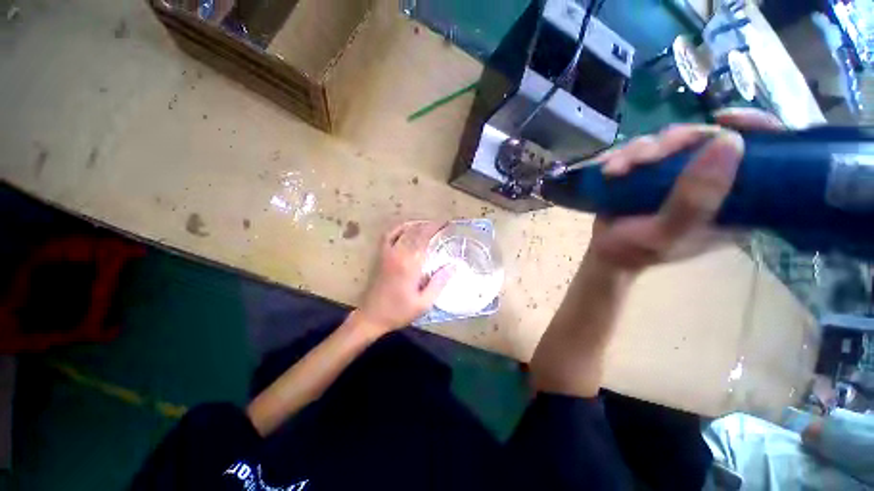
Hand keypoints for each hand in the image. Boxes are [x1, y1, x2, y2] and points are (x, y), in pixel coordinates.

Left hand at [357, 221, 454, 331]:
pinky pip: (389, 235)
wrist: (371, 316)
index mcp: (409, 265)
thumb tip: (453, 266)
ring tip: (429, 224)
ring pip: (403, 231)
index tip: (447, 224)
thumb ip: (438, 283)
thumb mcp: (423, 303)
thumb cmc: (399, 311)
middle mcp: (398, 254)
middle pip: (415, 232)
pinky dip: (399, 228)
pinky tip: (407, 227)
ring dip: (417, 224)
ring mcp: (387, 253)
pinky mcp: (381, 255)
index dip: (436, 229)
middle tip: (442, 224)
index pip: (424, 239)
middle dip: (429, 225)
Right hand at [588, 108, 782, 271]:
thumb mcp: (667, 233)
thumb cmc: (636, 250)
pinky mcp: (652, 169)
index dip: (755, 128)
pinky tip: (610, 170)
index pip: (766, 156)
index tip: (726, 121)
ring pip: (671, 139)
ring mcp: (680, 172)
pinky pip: (642, 147)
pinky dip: (623, 155)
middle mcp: (712, 180)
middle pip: (708, 138)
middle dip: (675, 142)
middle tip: (645, 159)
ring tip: (616, 171)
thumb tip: (729, 140)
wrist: (604, 251)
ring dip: (639, 151)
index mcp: (735, 201)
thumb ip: (695, 199)